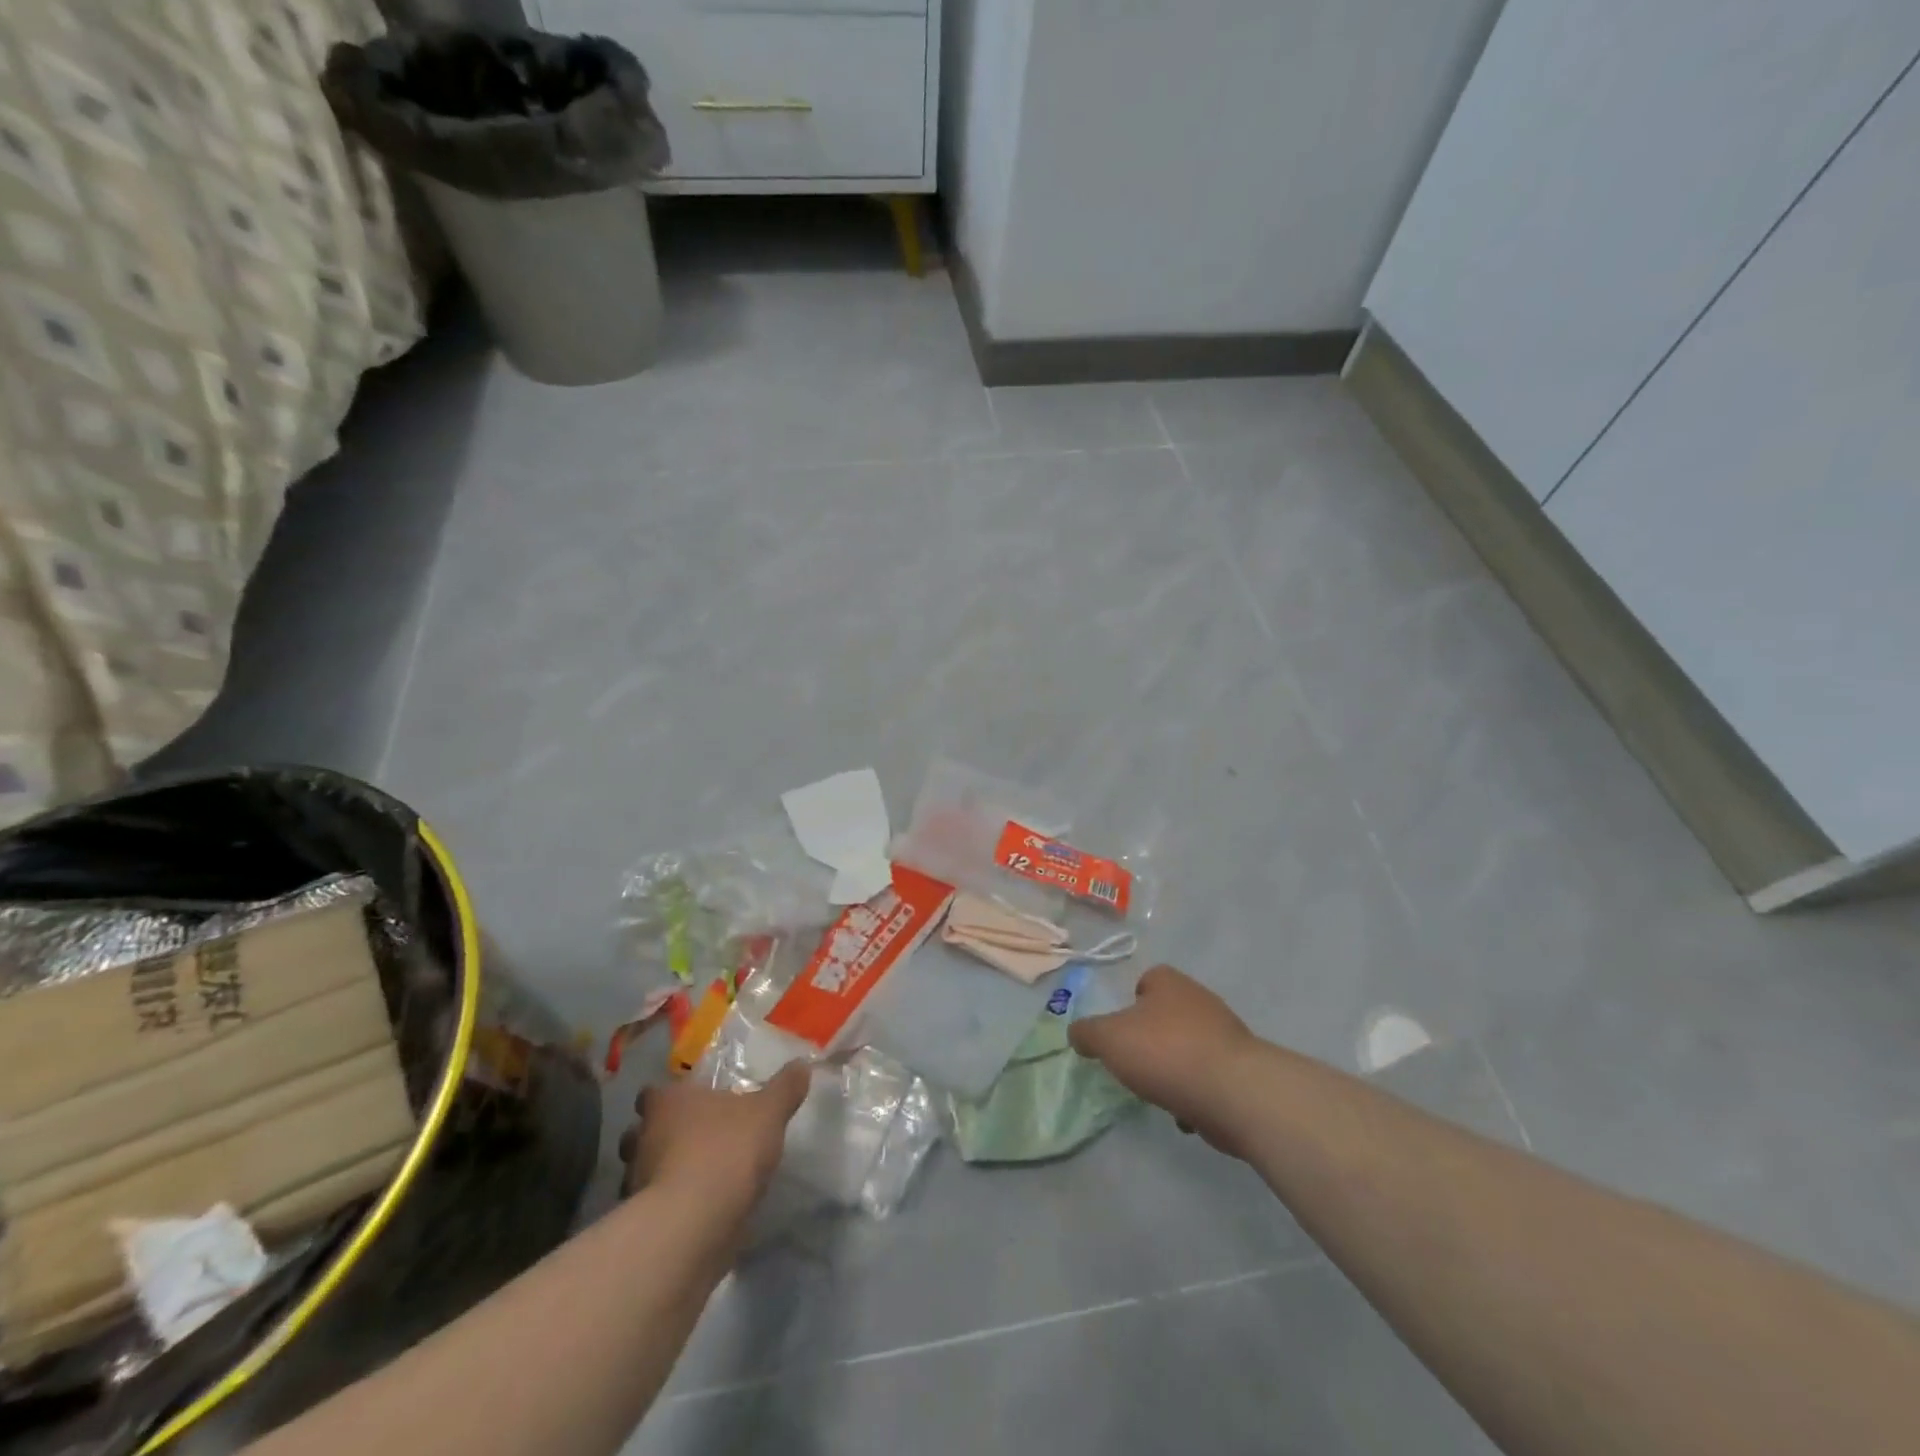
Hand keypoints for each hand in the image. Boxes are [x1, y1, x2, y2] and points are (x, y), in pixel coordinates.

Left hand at [620, 1063, 810, 1216]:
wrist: (693, 1225)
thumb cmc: (727, 1150)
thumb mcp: (769, 1112)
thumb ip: (784, 1089)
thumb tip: (802, 1063)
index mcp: (668, 1102)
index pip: (653, 1093)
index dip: (668, 1098)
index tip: (690, 1104)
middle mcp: (642, 1137)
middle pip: (641, 1131)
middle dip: (660, 1136)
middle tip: (692, 1140)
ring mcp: (635, 1182)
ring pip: (641, 1170)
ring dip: (661, 1172)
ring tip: (695, 1178)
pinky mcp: (639, 1223)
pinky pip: (652, 1206)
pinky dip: (668, 1207)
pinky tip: (694, 1211)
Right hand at [1070, 965, 1256, 1156]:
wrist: (1234, 1092)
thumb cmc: (1165, 1052)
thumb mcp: (1109, 1039)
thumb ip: (1088, 1033)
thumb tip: (1078, 1033)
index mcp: (1169, 982)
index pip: (1147, 980)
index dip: (1130, 1003)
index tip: (1120, 1030)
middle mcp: (1199, 1000)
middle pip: (1166, 1016)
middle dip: (1150, 1040)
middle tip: (1133, 1063)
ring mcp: (1224, 1034)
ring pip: (1187, 1048)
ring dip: (1172, 1070)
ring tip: (1157, 1093)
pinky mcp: (1239, 1069)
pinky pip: (1207, 1078)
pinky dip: (1194, 1095)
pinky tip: (1184, 1113)